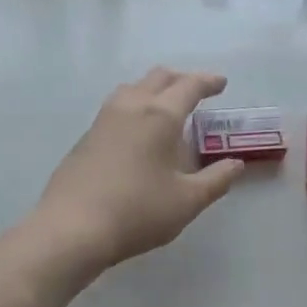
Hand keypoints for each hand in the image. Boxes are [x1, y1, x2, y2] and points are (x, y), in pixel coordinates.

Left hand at [31, 68, 245, 273]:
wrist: (72, 228)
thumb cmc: (137, 212)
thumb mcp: (187, 201)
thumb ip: (216, 180)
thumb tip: (235, 164)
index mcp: (159, 116)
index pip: (188, 86)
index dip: (208, 82)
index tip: (221, 84)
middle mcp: (130, 107)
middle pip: (157, 78)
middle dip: (181, 80)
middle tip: (197, 92)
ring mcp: (103, 120)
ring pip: (132, 89)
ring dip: (154, 90)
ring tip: (166, 108)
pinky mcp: (85, 138)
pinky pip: (116, 108)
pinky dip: (135, 107)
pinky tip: (137, 133)